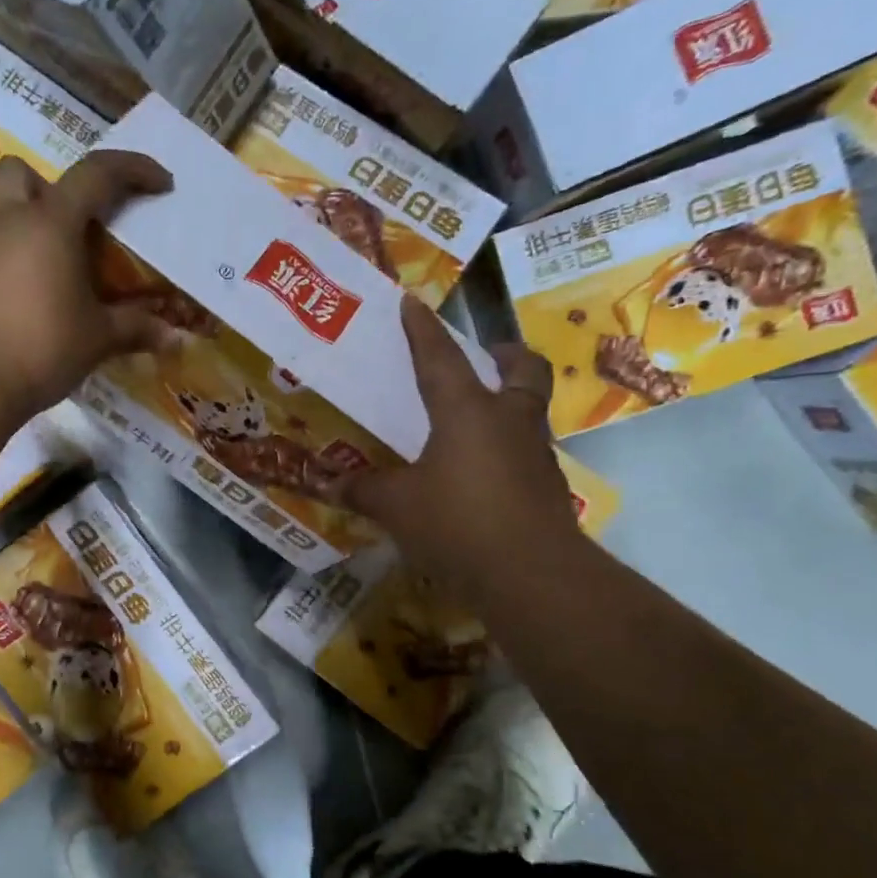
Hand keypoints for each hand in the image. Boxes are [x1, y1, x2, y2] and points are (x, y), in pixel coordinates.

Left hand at [0, 151, 179, 425]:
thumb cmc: (39, 347)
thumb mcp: (96, 339)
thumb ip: (134, 329)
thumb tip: (174, 338)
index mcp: (50, 223)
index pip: (97, 174)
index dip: (133, 169)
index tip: (160, 183)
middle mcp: (5, 221)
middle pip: (22, 173)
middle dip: (50, 187)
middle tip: (73, 227)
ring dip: (22, 226)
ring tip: (46, 271)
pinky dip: (1, 260)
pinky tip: (16, 298)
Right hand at [344, 298, 580, 590]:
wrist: (532, 575)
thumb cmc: (457, 523)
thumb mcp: (397, 506)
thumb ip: (364, 490)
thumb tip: (328, 482)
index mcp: (467, 412)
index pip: (440, 358)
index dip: (422, 330)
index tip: (412, 302)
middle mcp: (508, 421)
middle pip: (522, 370)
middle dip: (505, 355)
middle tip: (488, 354)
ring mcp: (535, 454)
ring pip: (530, 410)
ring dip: (511, 402)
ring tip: (479, 419)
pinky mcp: (548, 488)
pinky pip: (528, 452)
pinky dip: (509, 449)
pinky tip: (484, 475)